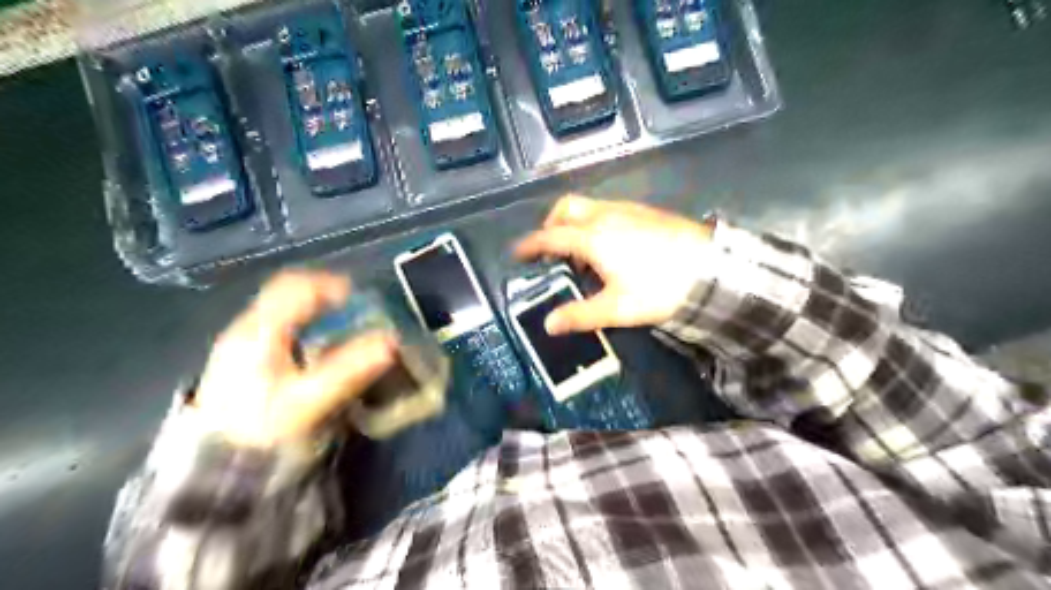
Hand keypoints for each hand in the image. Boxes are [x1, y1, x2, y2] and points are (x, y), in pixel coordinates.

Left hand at [194, 269, 395, 445]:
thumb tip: (390, 343)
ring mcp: (239, 341)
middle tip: (352, 306)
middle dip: (322, 294)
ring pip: (279, 307)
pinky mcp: (240, 356)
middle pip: (285, 292)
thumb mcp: (309, 399)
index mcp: (260, 331)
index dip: (329, 285)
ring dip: (312, 307)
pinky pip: (275, 323)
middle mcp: (245, 328)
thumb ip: (350, 368)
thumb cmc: (262, 427)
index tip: (358, 296)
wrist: (212, 467)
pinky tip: (314, 342)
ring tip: (340, 321)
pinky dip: (301, 322)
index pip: (294, 287)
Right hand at [512, 196, 709, 333]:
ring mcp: (627, 210)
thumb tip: (549, 324)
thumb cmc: (659, 288)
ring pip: (589, 206)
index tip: (518, 252)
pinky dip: (596, 221)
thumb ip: (580, 315)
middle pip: (566, 208)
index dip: (531, 245)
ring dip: (575, 223)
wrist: (713, 270)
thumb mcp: (617, 308)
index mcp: (593, 238)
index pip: (550, 236)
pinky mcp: (646, 211)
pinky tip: (610, 246)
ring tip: (581, 253)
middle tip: (550, 248)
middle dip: (551, 223)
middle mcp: (606, 216)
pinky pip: (609, 209)